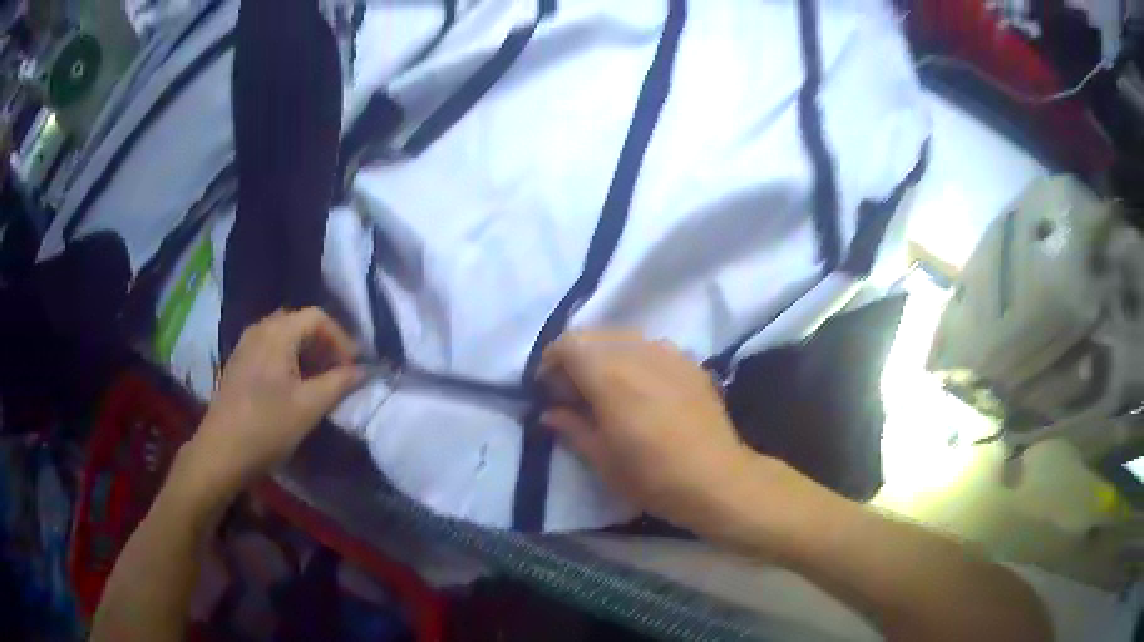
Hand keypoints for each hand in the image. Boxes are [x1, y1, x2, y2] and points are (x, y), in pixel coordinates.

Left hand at [184, 308, 360, 495]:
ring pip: (283, 336)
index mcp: (276, 333)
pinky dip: (288, 359)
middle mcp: (259, 330)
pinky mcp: (238, 364)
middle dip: (324, 344)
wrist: (221, 453)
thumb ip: (339, 383)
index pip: (317, 317)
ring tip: (319, 381)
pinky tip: (292, 387)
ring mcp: (245, 346)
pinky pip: (269, 348)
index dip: (341, 338)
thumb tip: (364, 370)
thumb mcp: (309, 407)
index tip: (354, 367)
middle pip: (299, 323)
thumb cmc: (267, 427)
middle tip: (339, 371)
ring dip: (306, 353)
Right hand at [540, 330, 757, 530]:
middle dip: (577, 358)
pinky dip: (636, 360)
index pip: (569, 343)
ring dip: (607, 357)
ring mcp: (670, 354)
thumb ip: (572, 427)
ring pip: (625, 339)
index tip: (549, 389)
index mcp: (609, 375)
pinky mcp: (692, 363)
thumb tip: (550, 412)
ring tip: (609, 391)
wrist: (717, 479)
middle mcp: (638, 353)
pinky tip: (644, 392)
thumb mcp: (602, 459)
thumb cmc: (652, 476)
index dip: (551, 360)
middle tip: (575, 393)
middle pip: (596, 336)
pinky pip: (653, 348)